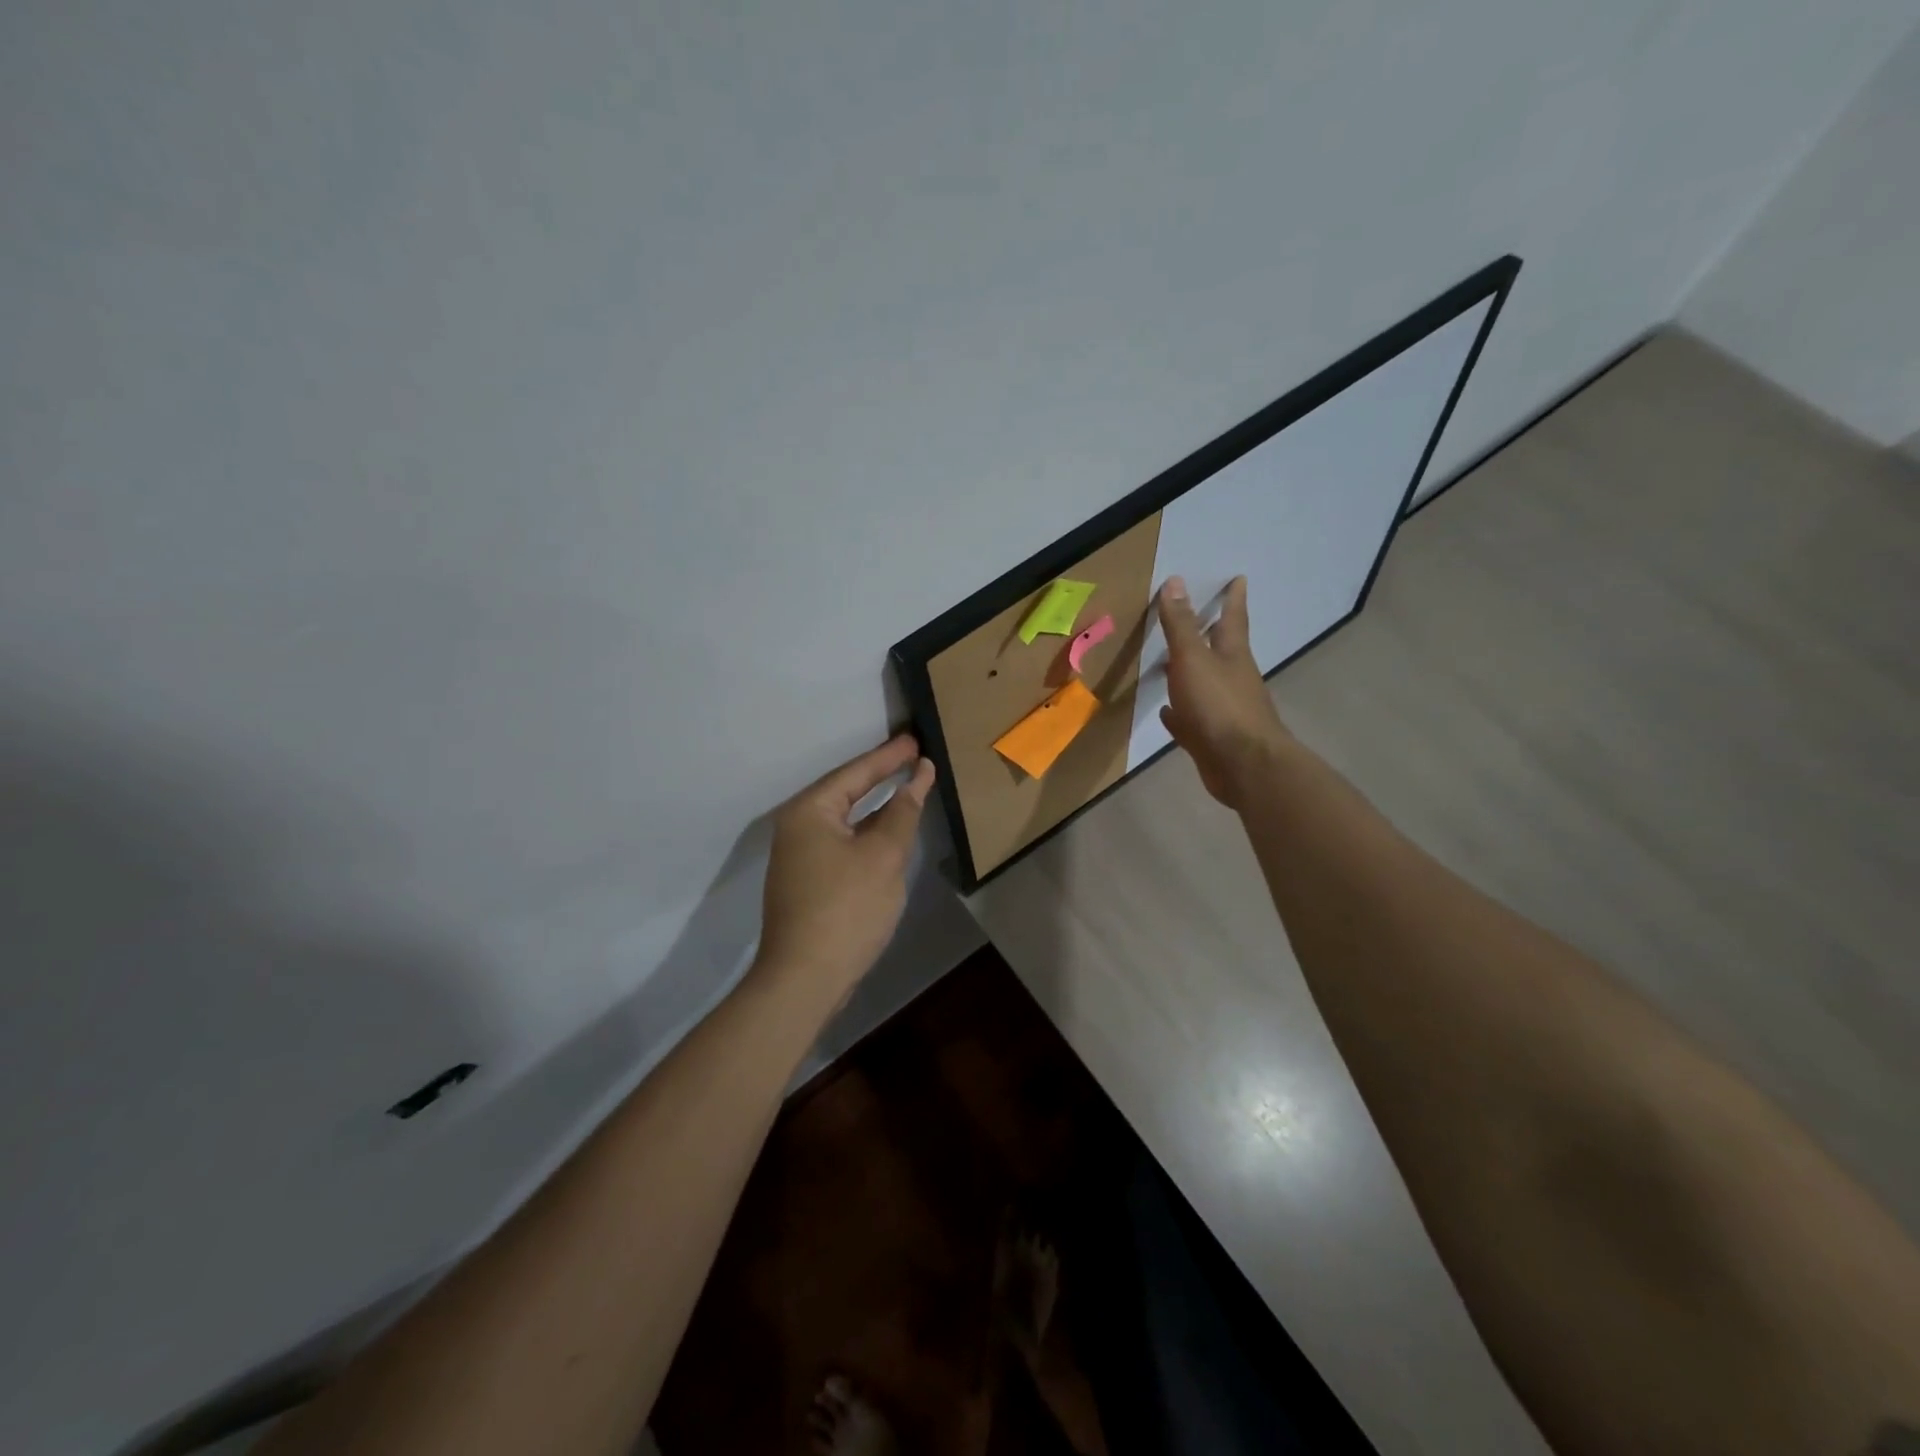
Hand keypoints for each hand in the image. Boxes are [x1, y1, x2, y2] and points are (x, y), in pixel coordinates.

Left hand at [755, 735, 936, 1010]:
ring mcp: (799, 857)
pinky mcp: (808, 882)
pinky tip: (887, 832)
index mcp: (809, 812)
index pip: (855, 773)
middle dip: (880, 775)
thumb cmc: (846, 908)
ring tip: (906, 786)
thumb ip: (902, 812)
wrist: (805, 979)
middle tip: (913, 756)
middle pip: (845, 792)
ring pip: (844, 820)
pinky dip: (867, 832)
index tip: (916, 740)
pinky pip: (842, 842)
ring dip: (875, 806)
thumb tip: (917, 778)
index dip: (889, 757)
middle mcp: (797, 827)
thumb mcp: (883, 855)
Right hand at [1157, 575, 1290, 808]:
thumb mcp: (1193, 659)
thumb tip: (1175, 581)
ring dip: (1189, 673)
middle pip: (1220, 651)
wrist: (1242, 765)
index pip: (1232, 618)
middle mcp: (1232, 678)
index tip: (1238, 579)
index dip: (1233, 598)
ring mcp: (1223, 710)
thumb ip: (1181, 625)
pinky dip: (1179, 713)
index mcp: (1232, 655)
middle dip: (1209, 634)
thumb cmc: (1219, 705)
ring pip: (1204, 684)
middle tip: (1198, 618)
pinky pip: (1191, 719)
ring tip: (1168, 663)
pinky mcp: (1212, 738)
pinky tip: (1166, 712)